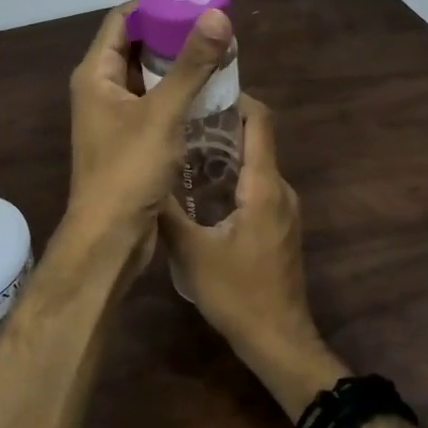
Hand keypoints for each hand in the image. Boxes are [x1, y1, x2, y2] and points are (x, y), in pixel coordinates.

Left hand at [66, 0, 233, 259]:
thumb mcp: (163, 113)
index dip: (155, 4)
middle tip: (213, 27)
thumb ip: (191, 64)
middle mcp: (100, 89)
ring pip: (147, 77)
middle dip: (172, 34)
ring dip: (177, 65)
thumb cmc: (128, 170)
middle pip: (135, 46)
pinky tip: (208, 93)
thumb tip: (217, 16)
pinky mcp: (129, 140)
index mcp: (96, 74)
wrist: (109, 236)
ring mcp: (113, 116)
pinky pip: (154, 103)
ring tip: (217, 53)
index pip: (122, 20)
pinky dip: (177, 93)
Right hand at [161, 97, 337, 414]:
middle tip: (178, 116)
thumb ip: (167, 212)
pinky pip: (255, 185)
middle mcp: (279, 189)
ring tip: (181, 146)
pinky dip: (230, 175)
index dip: (235, 97)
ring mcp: (282, 209)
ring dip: (223, 151)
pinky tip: (198, 188)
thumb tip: (144, 178)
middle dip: (220, 122)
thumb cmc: (238, 293)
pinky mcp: (278, 226)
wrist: (279, 341)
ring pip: (254, 164)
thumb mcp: (192, 252)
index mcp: (263, 186)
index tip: (200, 86)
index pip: (259, 122)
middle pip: (255, 139)